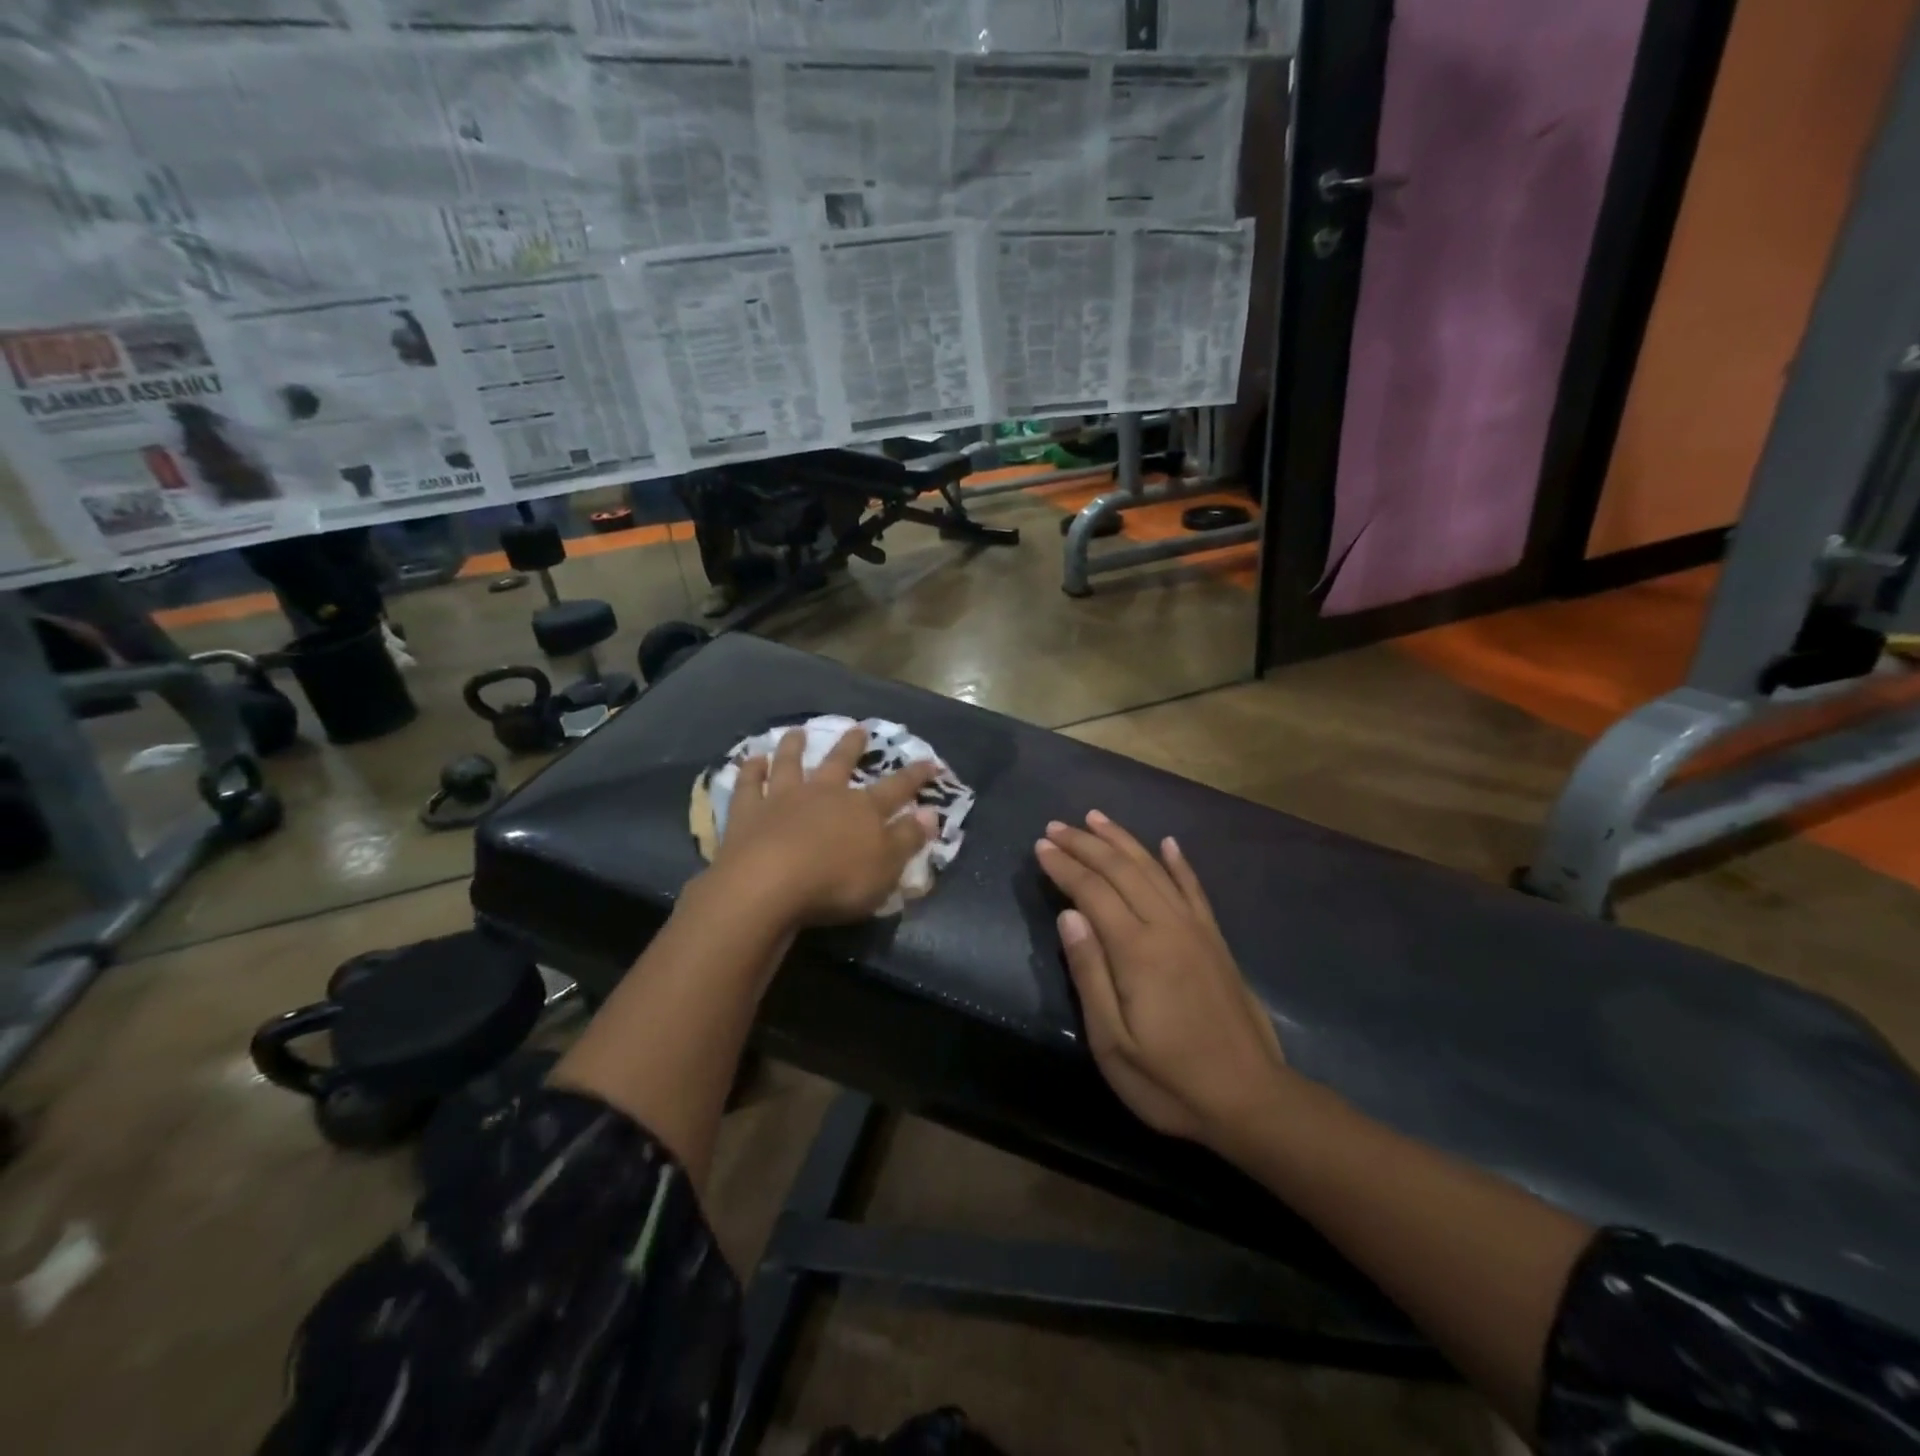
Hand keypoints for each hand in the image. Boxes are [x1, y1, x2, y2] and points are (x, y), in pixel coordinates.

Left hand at [714, 725, 938, 925]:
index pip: (896, 788)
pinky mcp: (747, 812)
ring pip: (790, 764)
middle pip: (840, 763)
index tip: (930, 762)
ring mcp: (782, 799)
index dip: (915, 776)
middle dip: (852, 746)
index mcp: (862, 809)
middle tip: (858, 728)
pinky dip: (750, 770)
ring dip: (794, 747)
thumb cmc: (836, 881)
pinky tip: (751, 759)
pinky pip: (748, 785)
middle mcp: (824, 794)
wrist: (768, 884)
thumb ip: (908, 838)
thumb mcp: (886, 867)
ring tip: (797, 731)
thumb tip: (930, 813)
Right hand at [1035, 812, 1287, 1149]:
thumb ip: (1089, 973)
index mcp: (1137, 950)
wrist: (1252, 1099)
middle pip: (1121, 869)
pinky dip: (1178, 863)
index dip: (1064, 865)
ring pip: (1154, 869)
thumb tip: (1068, 916)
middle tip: (1056, 826)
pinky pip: (1194, 889)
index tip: (1040, 845)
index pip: (1092, 891)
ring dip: (1123, 840)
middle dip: (1085, 844)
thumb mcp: (1112, 1042)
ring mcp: (1196, 929)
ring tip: (1096, 819)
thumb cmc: (1169, 1079)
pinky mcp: (1216, 940)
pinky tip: (1168, 843)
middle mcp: (1167, 926)